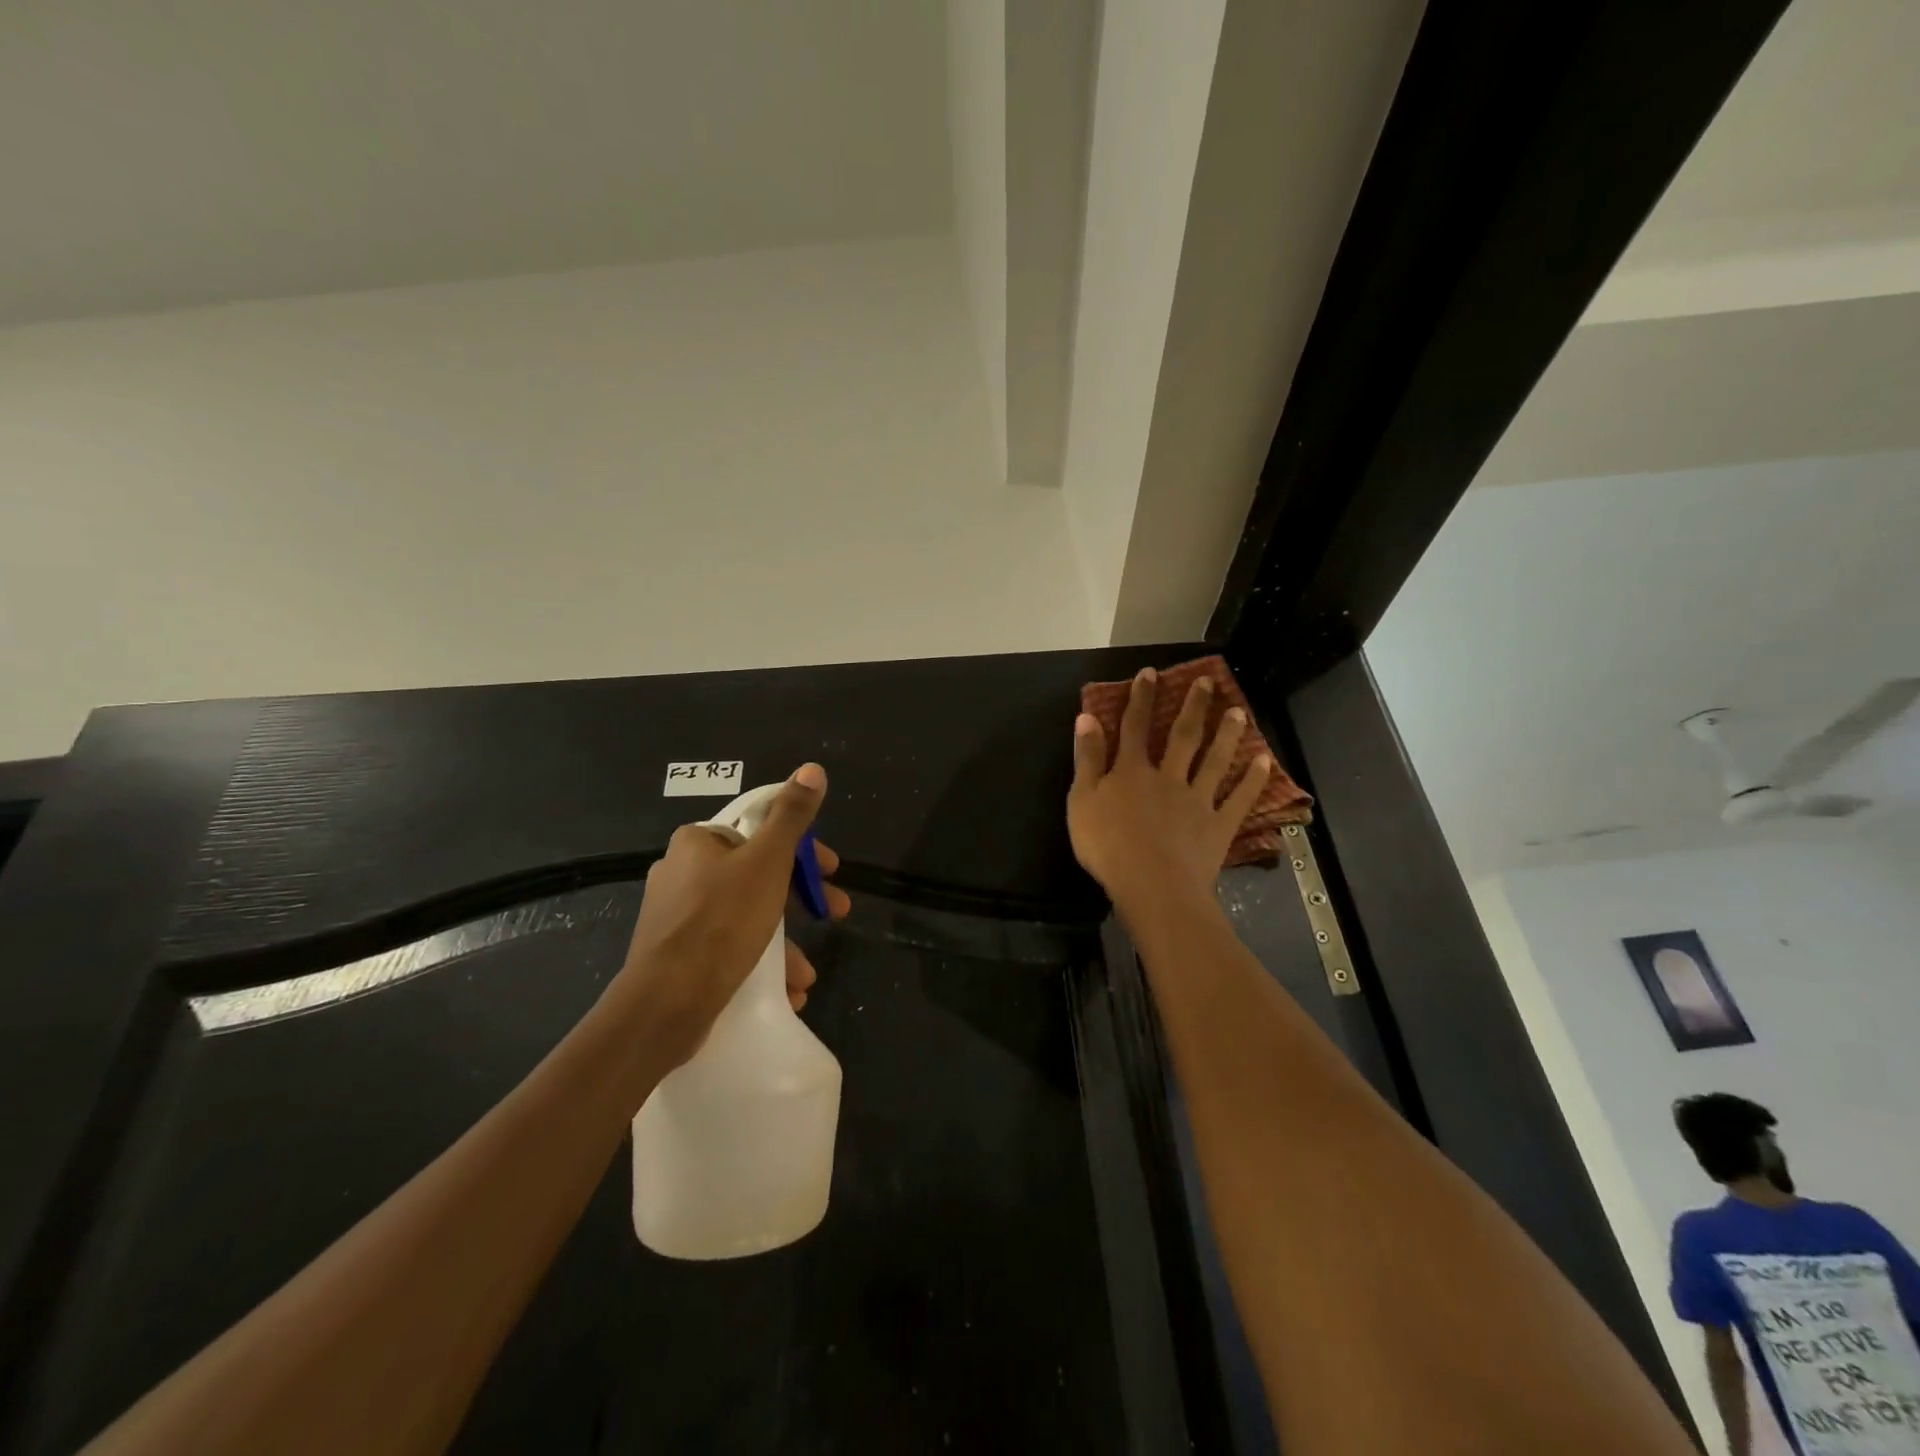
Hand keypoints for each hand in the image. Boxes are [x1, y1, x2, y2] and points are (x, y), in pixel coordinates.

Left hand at [616, 764, 851, 1069]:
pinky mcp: (675, 954)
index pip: (760, 830)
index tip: (831, 872)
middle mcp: (682, 871)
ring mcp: (676, 916)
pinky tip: (784, 989)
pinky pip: (727, 948)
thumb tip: (812, 768)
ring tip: (806, 975)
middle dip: (800, 900)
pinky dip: (758, 963)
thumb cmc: (722, 922)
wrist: (664, 1005)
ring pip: (745, 917)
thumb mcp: (768, 862)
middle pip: (757, 874)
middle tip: (834, 915)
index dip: (802, 850)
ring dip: (783, 942)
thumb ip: (792, 816)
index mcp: (698, 842)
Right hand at [1068, 668, 1271, 912]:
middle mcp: (1168, 777)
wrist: (1151, 885)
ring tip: (1239, 712)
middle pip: (1182, 736)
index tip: (1151, 673)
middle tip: (1207, 682)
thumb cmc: (1107, 846)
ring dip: (1227, 735)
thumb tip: (1087, 717)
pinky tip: (1264, 762)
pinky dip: (1252, 781)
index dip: (1141, 699)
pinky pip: (1238, 799)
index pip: (1135, 727)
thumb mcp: (1081, 801)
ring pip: (1214, 761)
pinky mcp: (1218, 826)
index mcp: (1131, 771)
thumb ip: (1087, 759)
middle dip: (1193, 707)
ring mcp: (1197, 800)